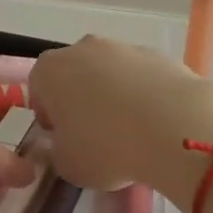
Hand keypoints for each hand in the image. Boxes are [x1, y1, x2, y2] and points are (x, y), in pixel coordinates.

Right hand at [30, 37, 212, 212]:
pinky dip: (144, 95)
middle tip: (95, 135)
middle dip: (81, 100)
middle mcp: (83, 49)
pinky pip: (142, 77)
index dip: (49, 114)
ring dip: (114, 96)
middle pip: (74, 74)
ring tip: (132, 132)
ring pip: (110, 73)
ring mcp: (123, 47)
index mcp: (50, 70)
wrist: (174, 128)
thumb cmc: (106, 147)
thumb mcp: (67, 165)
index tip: (62, 137)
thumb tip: (66, 144)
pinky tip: (156, 124)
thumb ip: (57, 151)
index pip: (38, 87)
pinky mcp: (158, 55)